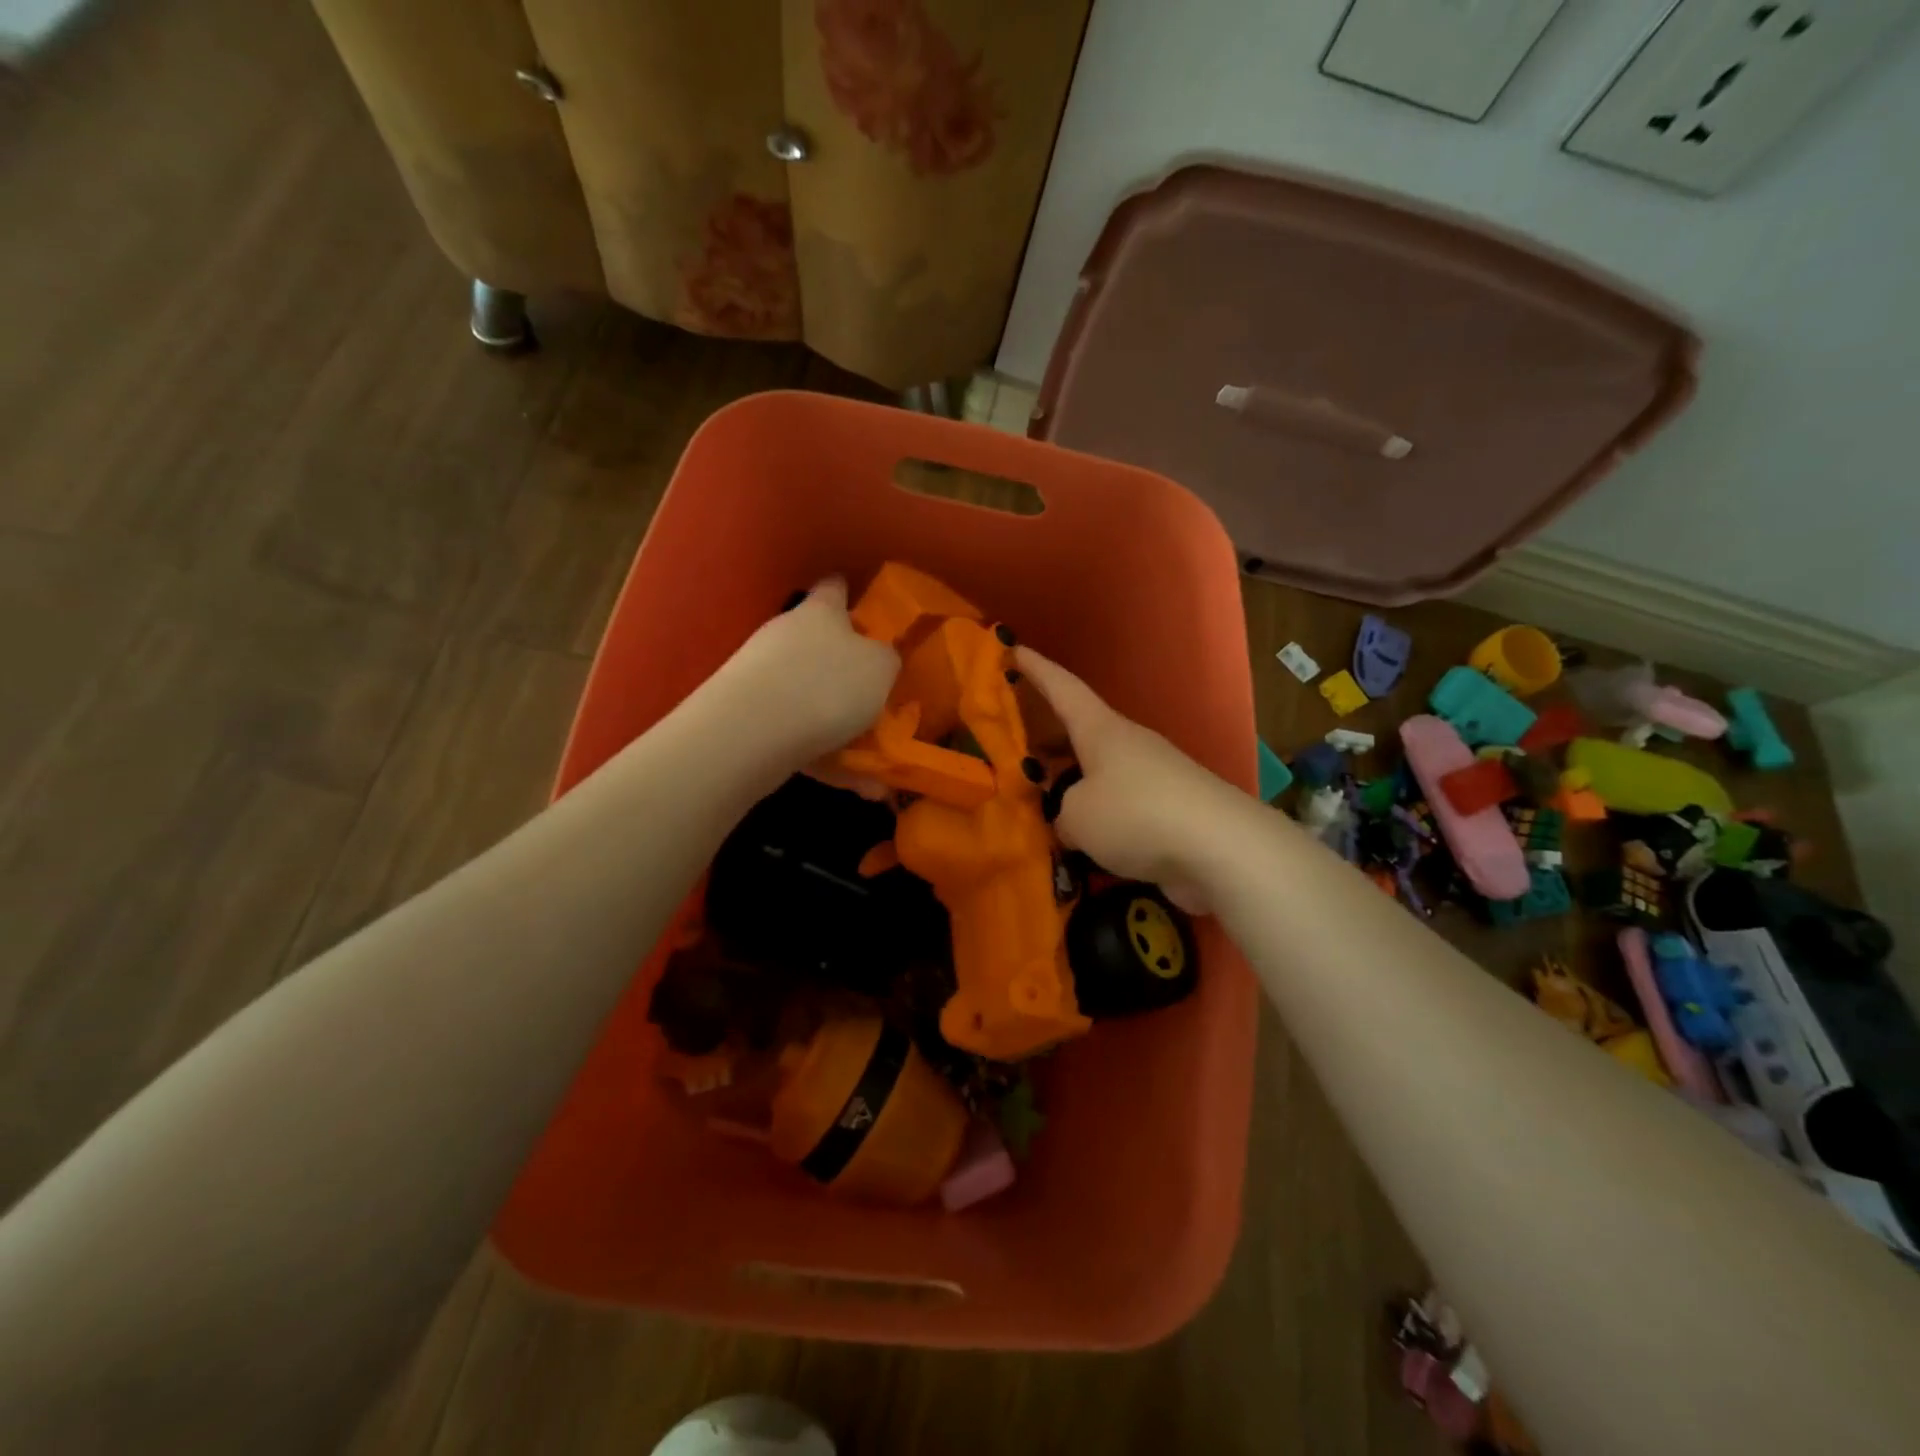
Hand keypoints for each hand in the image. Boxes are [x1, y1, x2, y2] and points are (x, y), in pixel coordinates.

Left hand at [710, 577, 899, 765]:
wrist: (752, 732)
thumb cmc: (828, 684)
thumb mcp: (880, 668)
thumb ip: (886, 660)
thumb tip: (881, 659)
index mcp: (821, 613)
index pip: (834, 589)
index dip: (849, 595)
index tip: (864, 607)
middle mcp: (787, 636)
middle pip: (819, 645)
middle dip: (846, 670)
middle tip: (877, 695)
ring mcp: (762, 677)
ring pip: (810, 697)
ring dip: (840, 726)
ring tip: (875, 761)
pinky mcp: (749, 717)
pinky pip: (799, 735)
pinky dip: (826, 757)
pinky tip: (858, 786)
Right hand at [1016, 646, 1249, 912]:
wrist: (1222, 848)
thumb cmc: (1136, 814)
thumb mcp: (1076, 816)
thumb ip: (1062, 812)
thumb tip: (1073, 819)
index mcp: (1100, 730)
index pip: (1062, 688)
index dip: (1036, 670)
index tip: (1014, 649)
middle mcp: (1128, 744)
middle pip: (1080, 733)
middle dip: (1048, 739)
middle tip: (1017, 750)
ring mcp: (1154, 776)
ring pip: (1100, 772)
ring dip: (1074, 784)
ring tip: (1043, 806)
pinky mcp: (1172, 811)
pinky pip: (1121, 805)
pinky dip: (1098, 817)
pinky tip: (1083, 841)